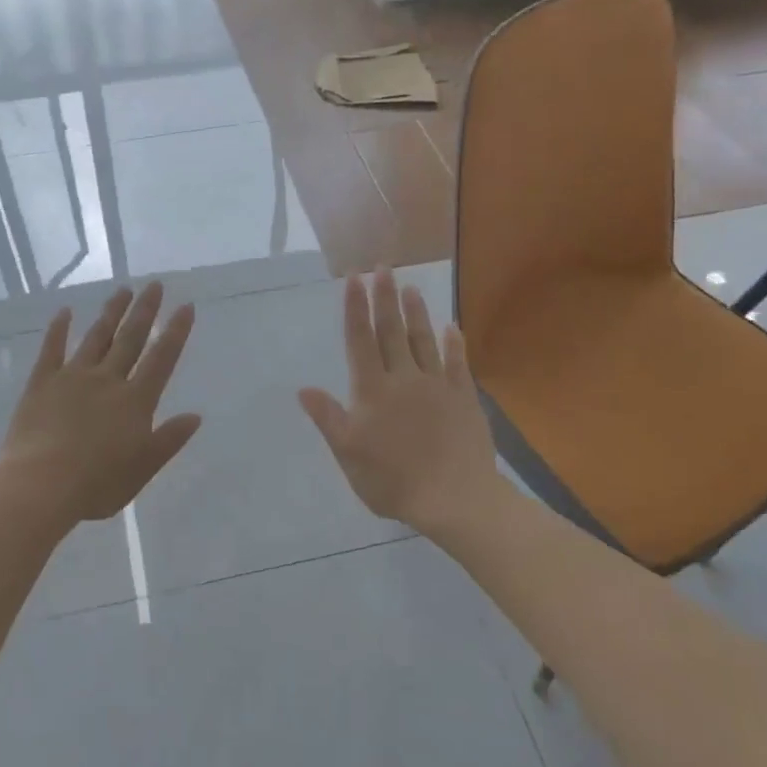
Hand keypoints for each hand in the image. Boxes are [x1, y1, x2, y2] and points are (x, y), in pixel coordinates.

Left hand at [0, 282, 200, 527]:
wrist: (40, 485)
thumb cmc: (96, 484)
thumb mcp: (142, 469)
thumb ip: (168, 440)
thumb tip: (195, 416)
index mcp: (135, 401)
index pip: (162, 359)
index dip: (175, 332)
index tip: (185, 306)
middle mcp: (107, 380)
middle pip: (130, 338)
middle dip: (145, 310)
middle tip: (154, 284)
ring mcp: (73, 377)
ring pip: (97, 337)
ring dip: (111, 312)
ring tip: (123, 290)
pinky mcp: (42, 383)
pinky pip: (52, 349)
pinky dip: (59, 329)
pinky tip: (65, 312)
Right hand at [299, 270, 500, 538]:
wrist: (454, 499)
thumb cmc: (393, 480)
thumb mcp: (349, 454)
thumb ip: (329, 418)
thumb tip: (303, 389)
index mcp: (372, 391)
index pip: (360, 341)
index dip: (355, 309)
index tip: (354, 280)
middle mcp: (403, 378)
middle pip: (391, 331)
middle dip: (384, 298)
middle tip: (382, 268)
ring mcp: (437, 385)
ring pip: (423, 341)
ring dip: (416, 312)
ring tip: (411, 287)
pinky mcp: (463, 398)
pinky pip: (458, 363)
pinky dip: (454, 344)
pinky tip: (452, 328)